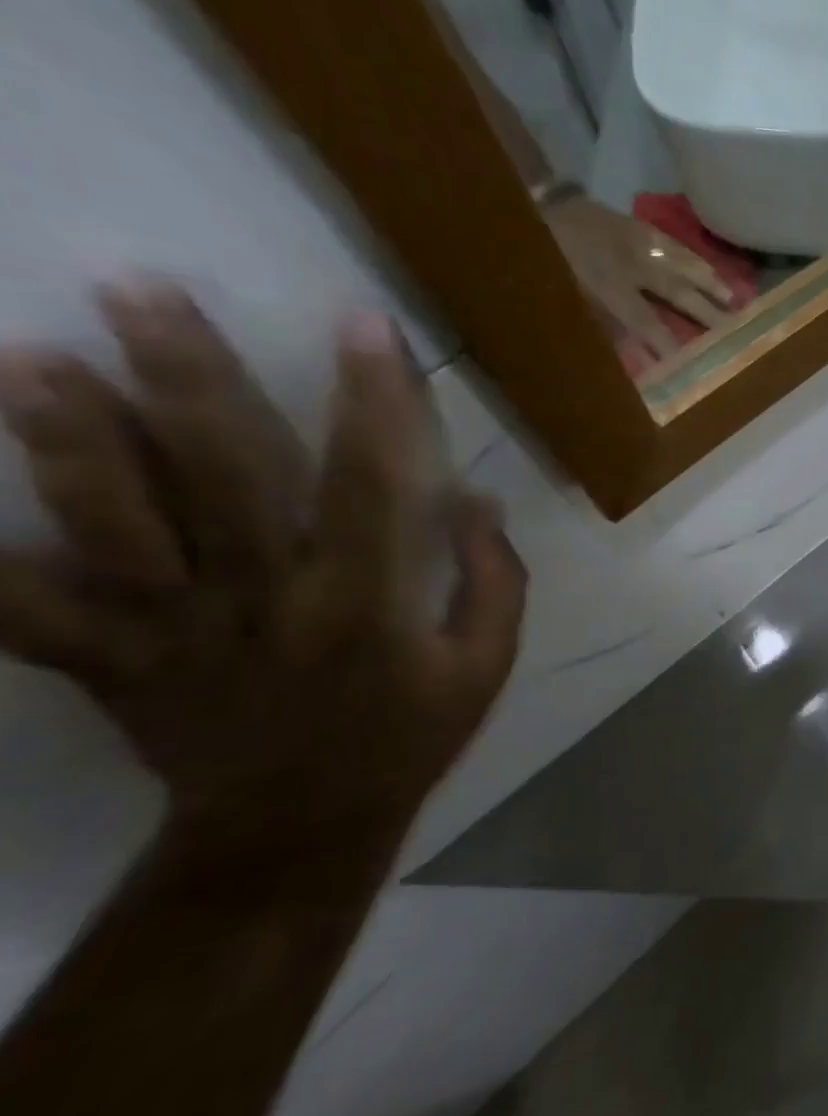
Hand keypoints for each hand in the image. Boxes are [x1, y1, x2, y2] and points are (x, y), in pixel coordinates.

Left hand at [0, 283, 525, 852]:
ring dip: (68, 440)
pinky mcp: (106, 659)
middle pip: (217, 480)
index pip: (371, 484)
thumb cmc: (408, 735)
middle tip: (137, 291)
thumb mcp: (485, 665)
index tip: (363, 326)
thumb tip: (476, 499)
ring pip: (107, 525)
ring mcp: (171, 630)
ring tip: (27, 356)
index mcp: (363, 603)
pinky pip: (22, 609)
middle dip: (183, 381)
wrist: (298, 825)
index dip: (372, 401)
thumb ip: (492, 581)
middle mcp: (262, 601)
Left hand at [544, 195, 739, 362]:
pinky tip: (706, 268)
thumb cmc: (537, 263)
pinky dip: (691, 257)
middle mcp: (627, 261)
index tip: (688, 366)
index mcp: (605, 283)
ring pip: (680, 261)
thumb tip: (633, 356)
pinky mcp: (631, 223)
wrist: (516, 204)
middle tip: (732, 330)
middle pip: (675, 290)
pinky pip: (669, 242)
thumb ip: (598, 328)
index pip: (645, 321)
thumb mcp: (560, 301)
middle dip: (705, 312)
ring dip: (709, 281)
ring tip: (734, 298)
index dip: (667, 344)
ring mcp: (632, 238)